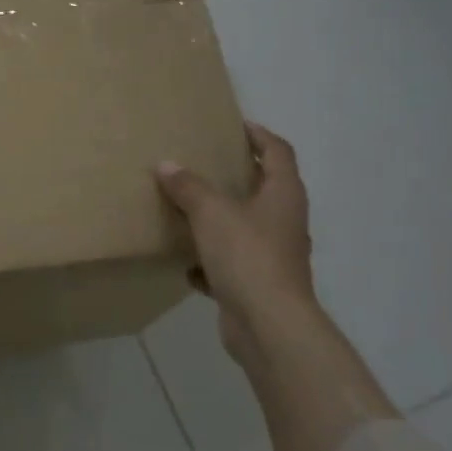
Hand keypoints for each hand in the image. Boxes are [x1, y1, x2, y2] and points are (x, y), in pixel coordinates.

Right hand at [155, 123, 318, 359]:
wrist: (268, 324)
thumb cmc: (247, 255)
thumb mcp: (211, 213)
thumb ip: (188, 187)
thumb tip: (167, 165)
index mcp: (283, 195)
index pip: (278, 152)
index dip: (259, 135)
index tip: (236, 125)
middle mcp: (285, 221)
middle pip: (265, 189)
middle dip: (237, 176)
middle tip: (206, 163)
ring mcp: (274, 256)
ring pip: (246, 228)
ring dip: (222, 220)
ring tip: (189, 209)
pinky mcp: (259, 285)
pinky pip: (232, 265)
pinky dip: (211, 262)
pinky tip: (187, 264)